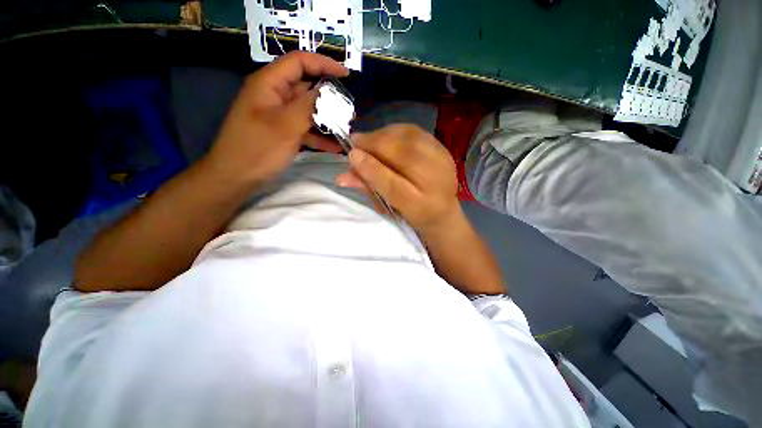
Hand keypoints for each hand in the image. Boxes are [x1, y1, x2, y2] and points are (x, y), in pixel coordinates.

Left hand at [205, 52, 348, 185]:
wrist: (237, 176)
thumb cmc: (257, 148)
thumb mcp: (285, 125)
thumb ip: (309, 105)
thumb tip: (330, 92)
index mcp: (269, 84)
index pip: (299, 62)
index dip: (323, 64)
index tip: (346, 75)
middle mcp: (275, 95)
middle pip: (306, 87)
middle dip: (329, 96)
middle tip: (349, 109)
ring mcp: (280, 115)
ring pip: (308, 110)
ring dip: (327, 119)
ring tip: (346, 128)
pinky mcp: (284, 131)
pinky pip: (306, 128)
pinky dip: (320, 135)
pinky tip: (335, 146)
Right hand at [336, 124, 460, 232]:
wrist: (442, 210)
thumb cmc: (410, 212)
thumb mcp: (388, 207)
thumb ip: (368, 189)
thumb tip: (341, 177)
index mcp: (421, 207)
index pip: (394, 187)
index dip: (372, 169)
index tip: (352, 155)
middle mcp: (436, 184)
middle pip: (405, 156)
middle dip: (376, 145)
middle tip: (356, 142)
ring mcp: (443, 164)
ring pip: (411, 139)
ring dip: (385, 135)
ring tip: (369, 139)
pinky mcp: (444, 150)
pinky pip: (417, 133)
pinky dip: (397, 131)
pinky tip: (386, 135)